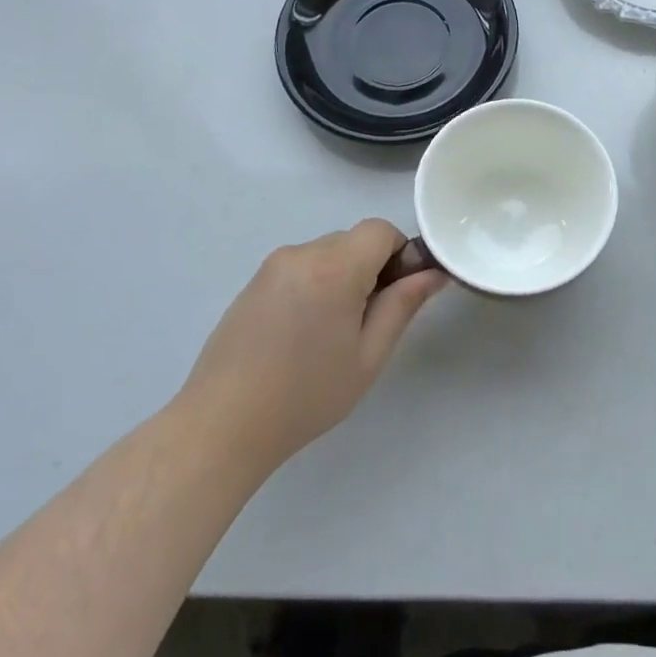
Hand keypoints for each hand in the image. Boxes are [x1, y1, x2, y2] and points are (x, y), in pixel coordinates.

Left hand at [174, 219, 445, 472]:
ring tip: (329, 334)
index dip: (399, 255)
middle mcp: (302, 252)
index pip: (381, 230)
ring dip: (342, 277)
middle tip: (366, 322)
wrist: (222, 426)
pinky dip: (314, 285)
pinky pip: (301, 267)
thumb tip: (434, 273)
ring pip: (327, 253)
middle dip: (371, 268)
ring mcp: (273, 266)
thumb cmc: (306, 395)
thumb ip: (403, 305)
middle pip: (354, 240)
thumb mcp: (369, 355)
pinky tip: (301, 334)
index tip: (396, 295)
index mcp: (334, 266)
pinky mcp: (253, 282)